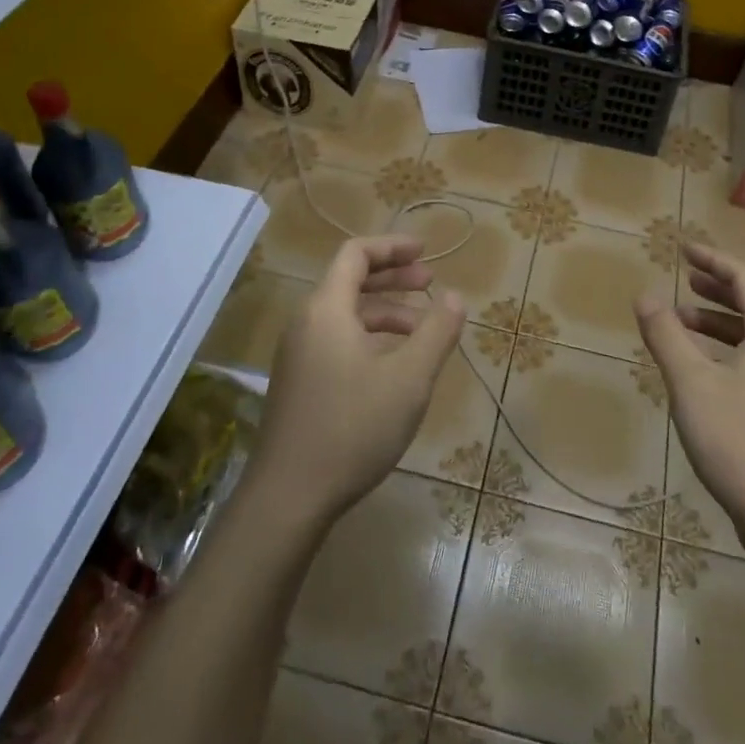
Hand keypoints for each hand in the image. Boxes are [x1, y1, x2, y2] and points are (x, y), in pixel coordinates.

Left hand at [252, 236, 465, 524]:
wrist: (289, 497)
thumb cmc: (353, 428)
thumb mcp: (409, 378)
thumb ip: (436, 331)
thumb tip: (455, 297)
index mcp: (327, 309)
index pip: (356, 254)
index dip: (392, 246)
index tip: (425, 252)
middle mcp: (307, 322)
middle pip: (350, 280)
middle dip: (393, 277)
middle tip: (431, 283)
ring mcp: (299, 354)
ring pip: (346, 314)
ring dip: (386, 311)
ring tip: (423, 328)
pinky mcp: (299, 381)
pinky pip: (337, 339)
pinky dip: (370, 336)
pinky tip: (395, 363)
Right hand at [635, 243, 744, 546]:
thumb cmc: (737, 440)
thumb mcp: (691, 382)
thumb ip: (666, 334)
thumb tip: (645, 294)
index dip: (714, 260)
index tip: (683, 250)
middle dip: (718, 288)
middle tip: (685, 279)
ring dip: (720, 321)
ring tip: (682, 322)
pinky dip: (728, 349)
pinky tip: (702, 368)